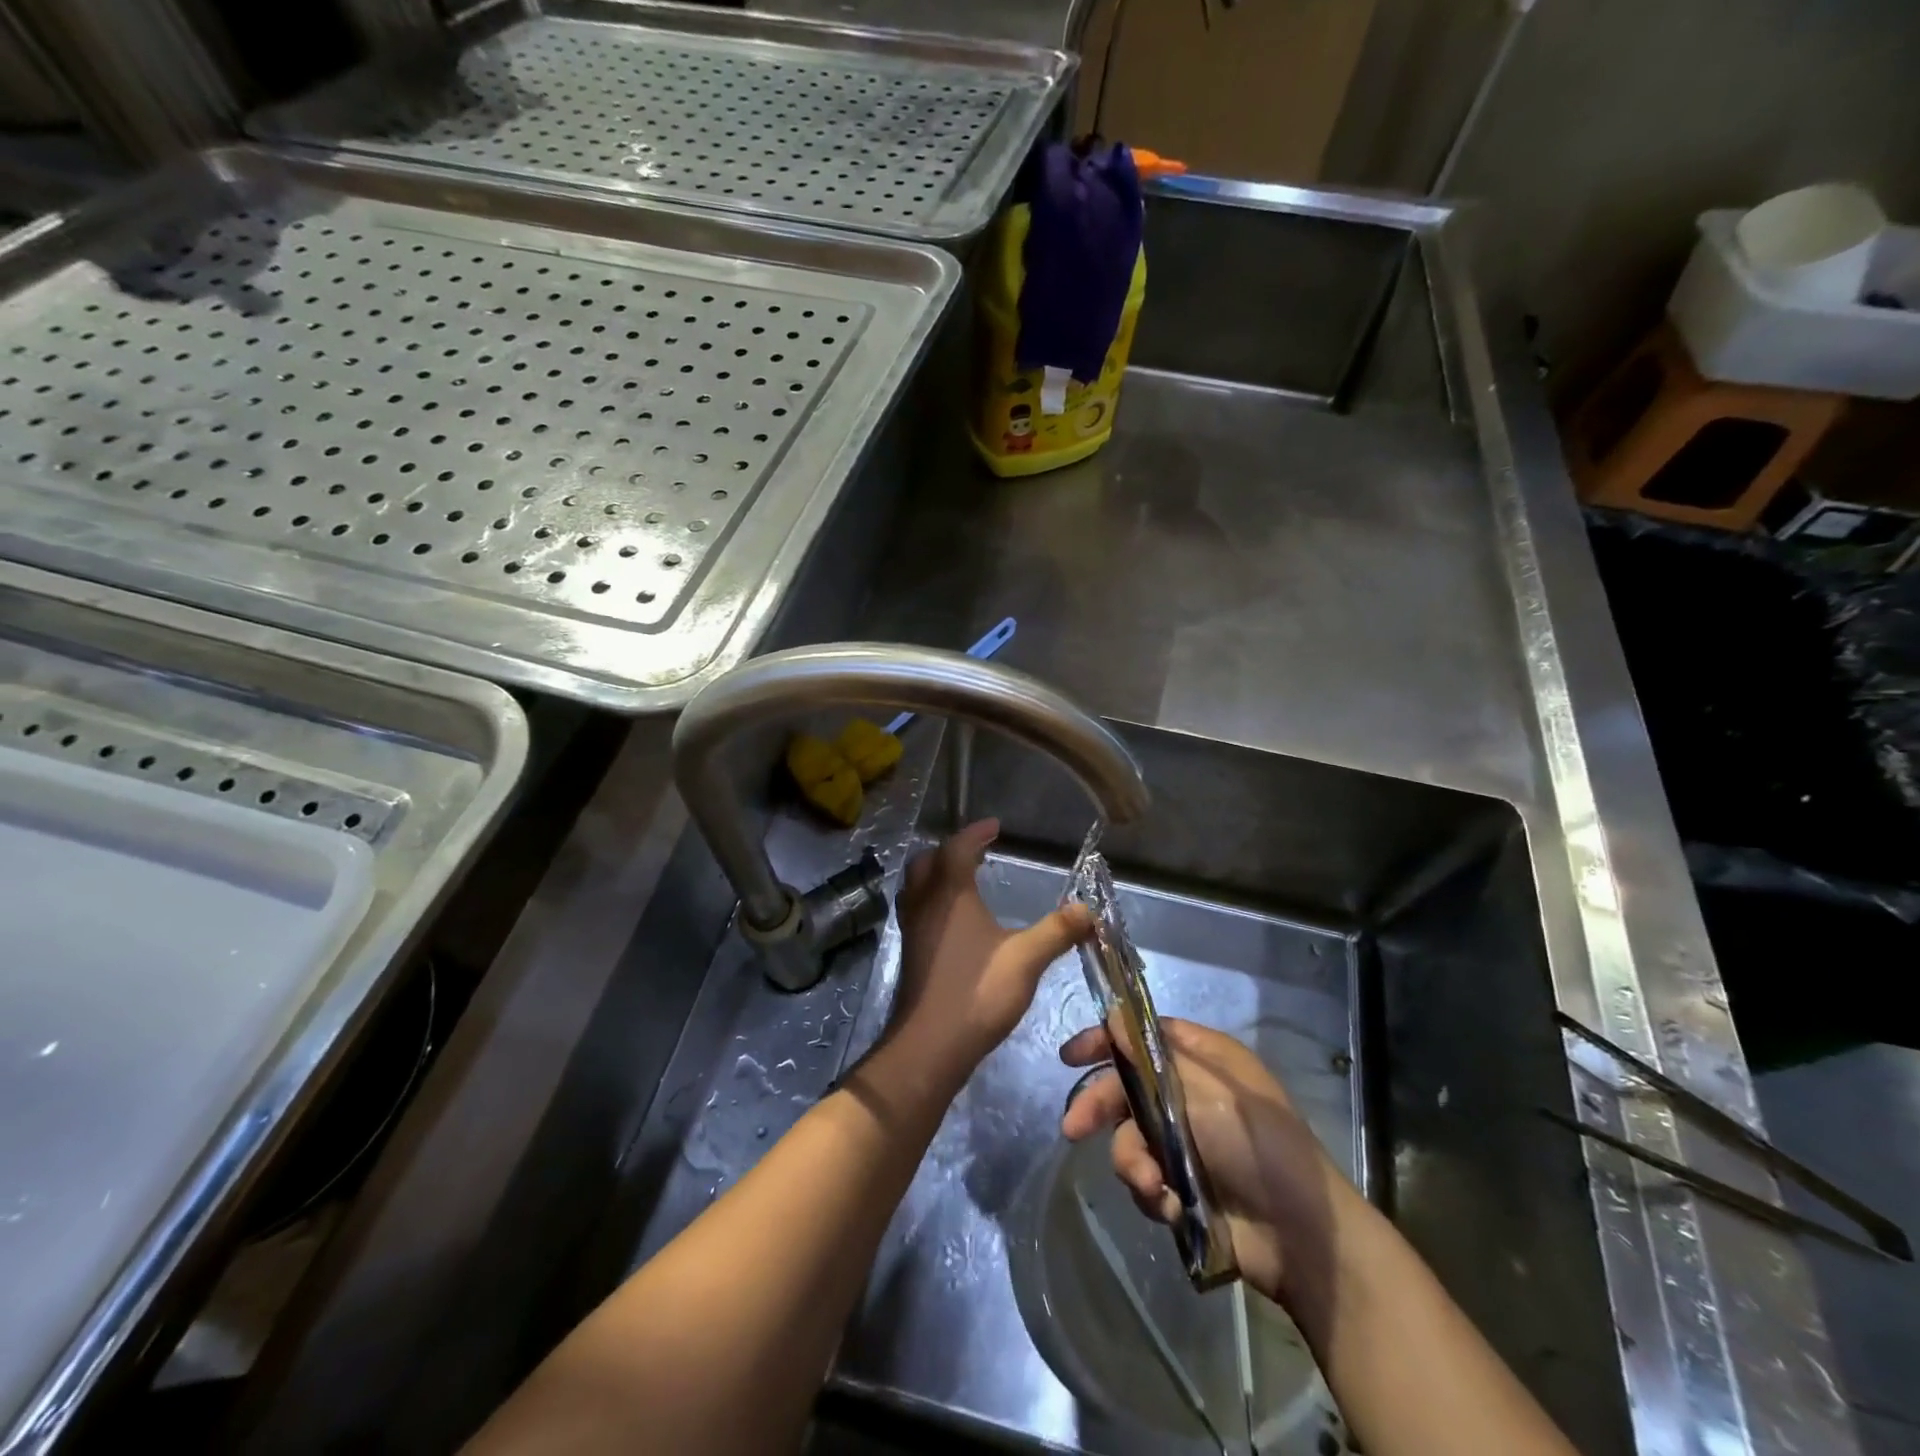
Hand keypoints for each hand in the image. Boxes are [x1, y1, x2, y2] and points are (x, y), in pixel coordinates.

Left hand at [884, 820, 1093, 1087]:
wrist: (929, 1046)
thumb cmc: (977, 993)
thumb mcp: (1026, 959)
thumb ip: (1057, 931)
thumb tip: (1088, 908)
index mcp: (950, 894)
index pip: (958, 848)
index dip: (975, 834)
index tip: (994, 826)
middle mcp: (925, 903)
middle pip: (929, 861)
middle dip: (952, 849)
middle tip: (977, 851)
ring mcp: (912, 928)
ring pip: (917, 885)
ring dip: (937, 873)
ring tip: (963, 879)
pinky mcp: (910, 952)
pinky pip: (916, 908)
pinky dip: (932, 898)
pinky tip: (953, 921)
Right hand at [1059, 1017, 1353, 1309]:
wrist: (1301, 1237)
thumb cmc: (1258, 1145)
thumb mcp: (1208, 1091)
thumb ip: (1152, 1059)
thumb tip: (1112, 1017)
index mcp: (1203, 1060)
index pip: (1143, 1036)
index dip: (1106, 1040)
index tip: (1070, 1056)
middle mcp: (1189, 1093)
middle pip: (1126, 1088)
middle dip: (1100, 1108)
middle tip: (1074, 1128)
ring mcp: (1185, 1142)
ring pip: (1131, 1138)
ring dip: (1134, 1162)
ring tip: (1154, 1186)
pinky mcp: (1182, 1185)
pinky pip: (1146, 1179)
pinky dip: (1152, 1192)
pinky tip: (1171, 1207)